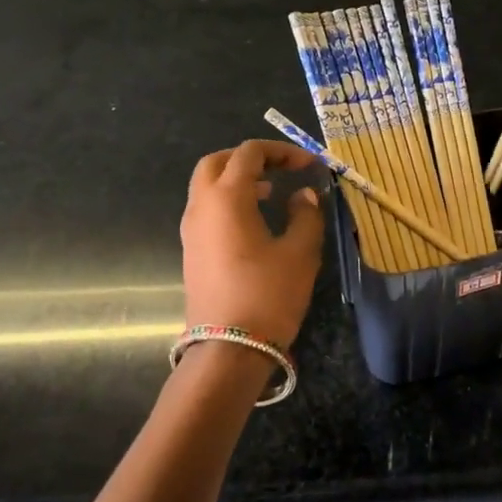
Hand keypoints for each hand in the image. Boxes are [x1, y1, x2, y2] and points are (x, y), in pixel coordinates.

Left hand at [180, 141, 324, 350]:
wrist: (229, 349)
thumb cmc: (268, 295)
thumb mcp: (301, 252)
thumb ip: (306, 214)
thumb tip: (303, 195)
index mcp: (227, 198)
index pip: (248, 153)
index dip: (281, 151)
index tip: (309, 165)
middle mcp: (202, 206)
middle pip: (216, 162)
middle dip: (249, 158)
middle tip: (280, 168)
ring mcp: (191, 230)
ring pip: (207, 186)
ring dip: (236, 180)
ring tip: (271, 192)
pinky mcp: (192, 251)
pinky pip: (206, 210)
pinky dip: (228, 201)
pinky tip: (255, 221)